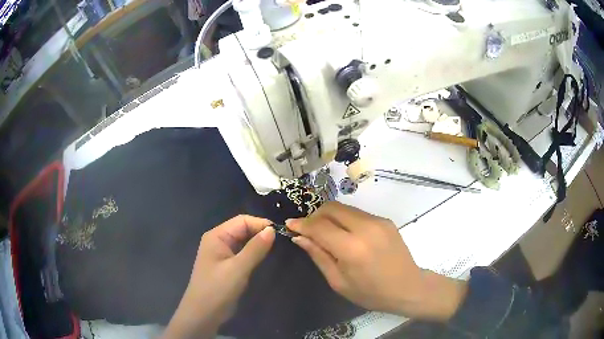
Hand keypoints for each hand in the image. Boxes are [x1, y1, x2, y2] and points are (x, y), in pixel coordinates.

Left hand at [163, 215, 274, 338]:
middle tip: (280, 241)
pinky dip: (252, 253)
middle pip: (242, 229)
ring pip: (243, 241)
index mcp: (217, 236)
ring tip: (275, 248)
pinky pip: (241, 253)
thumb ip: (255, 249)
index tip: (280, 233)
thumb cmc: (218, 289)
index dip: (260, 224)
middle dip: (259, 232)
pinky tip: (262, 258)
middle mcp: (218, 241)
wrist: (204, 313)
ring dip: (257, 243)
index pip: (242, 221)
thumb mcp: (238, 269)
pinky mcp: (226, 266)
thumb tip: (272, 229)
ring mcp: (221, 254)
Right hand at [287, 202, 466, 320]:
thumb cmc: (371, 293)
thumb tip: (299, 237)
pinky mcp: (385, 220)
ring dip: (329, 216)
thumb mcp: (339, 282)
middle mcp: (365, 228)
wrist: (408, 287)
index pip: (319, 226)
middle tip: (308, 230)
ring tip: (325, 233)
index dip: (301, 224)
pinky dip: (345, 220)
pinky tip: (345, 235)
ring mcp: (378, 221)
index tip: (289, 225)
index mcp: (352, 249)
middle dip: (314, 215)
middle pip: (331, 208)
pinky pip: (358, 214)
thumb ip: (318, 256)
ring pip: (344, 208)